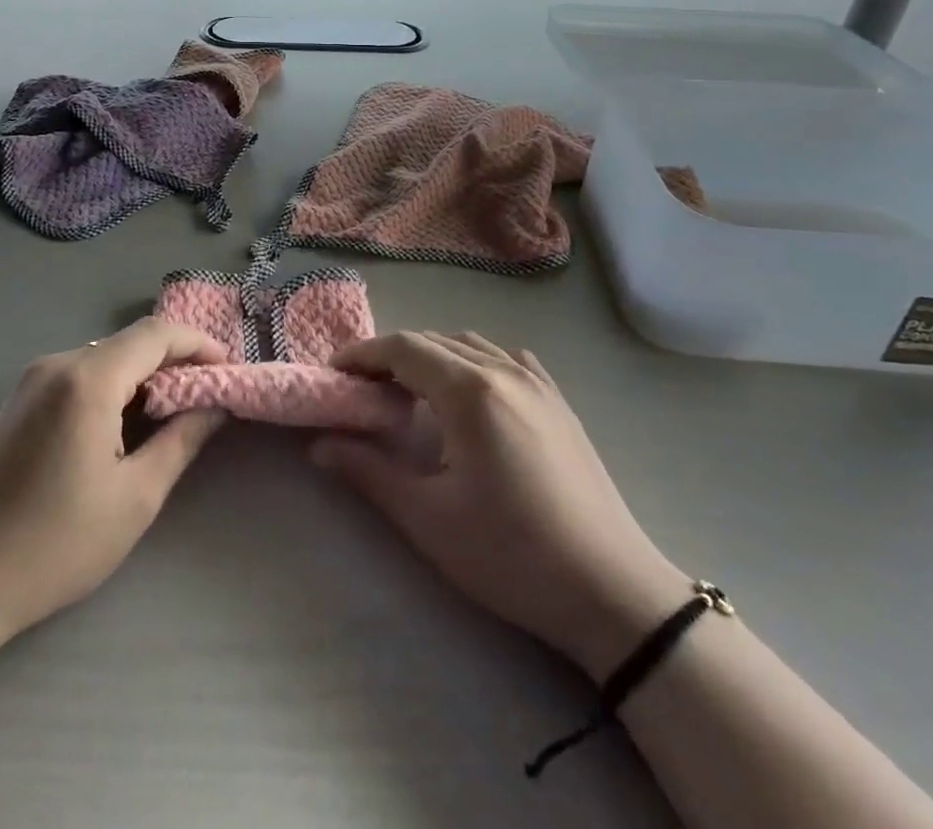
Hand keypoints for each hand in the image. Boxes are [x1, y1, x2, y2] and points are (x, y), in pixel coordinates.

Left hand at [0, 318, 227, 649]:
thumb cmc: (52, 546)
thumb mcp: (134, 498)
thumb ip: (181, 440)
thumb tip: (215, 404)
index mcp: (87, 379)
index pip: (156, 334)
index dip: (198, 344)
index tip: (228, 370)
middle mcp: (56, 364)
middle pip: (129, 343)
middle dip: (174, 362)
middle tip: (207, 398)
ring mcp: (30, 382)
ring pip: (104, 359)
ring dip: (143, 377)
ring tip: (172, 415)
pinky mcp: (16, 404)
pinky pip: (78, 377)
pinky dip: (112, 389)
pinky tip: (122, 429)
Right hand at [313, 331, 690, 678]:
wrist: (612, 592)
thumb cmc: (512, 555)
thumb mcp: (428, 518)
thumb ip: (368, 472)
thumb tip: (319, 446)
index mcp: (470, 391)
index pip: (403, 347)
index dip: (363, 354)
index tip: (334, 373)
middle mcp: (504, 370)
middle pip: (434, 341)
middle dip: (391, 356)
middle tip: (362, 389)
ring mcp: (538, 383)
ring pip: (469, 346)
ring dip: (431, 357)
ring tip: (408, 392)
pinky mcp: (559, 402)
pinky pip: (505, 359)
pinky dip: (473, 362)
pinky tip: (469, 394)